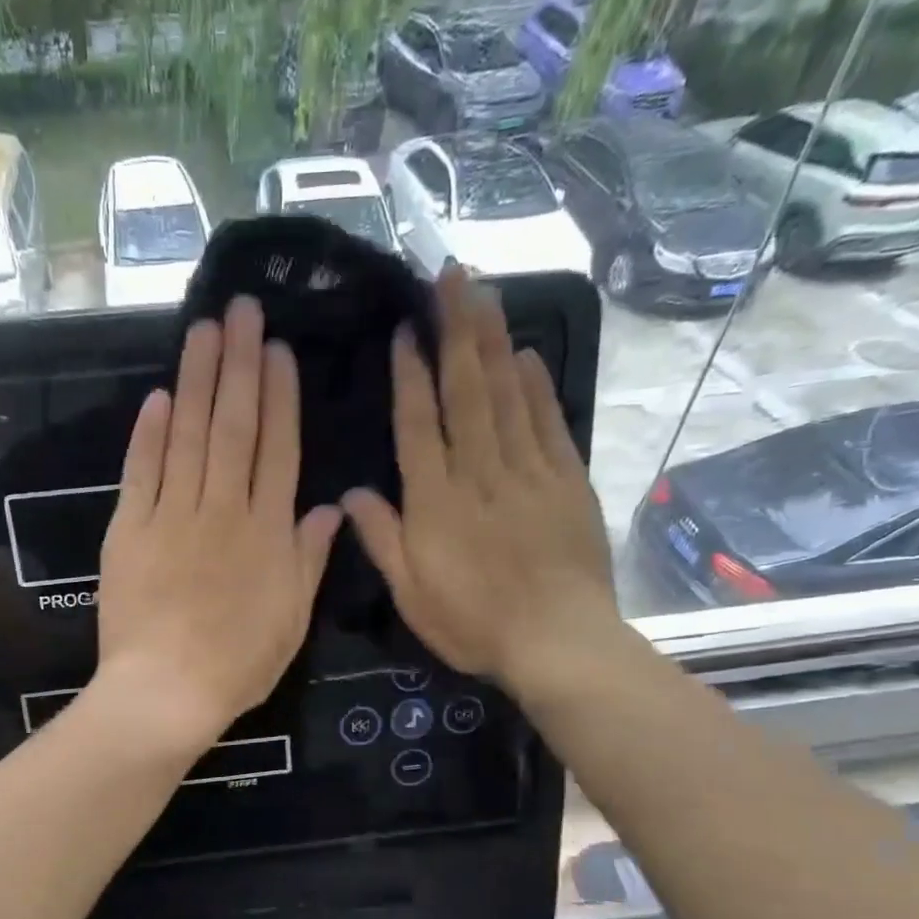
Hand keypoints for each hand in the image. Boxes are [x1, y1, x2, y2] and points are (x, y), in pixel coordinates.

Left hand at [95, 296, 343, 753]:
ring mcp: (172, 516)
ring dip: (196, 380)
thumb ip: (309, 559)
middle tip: (240, 309)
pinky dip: (149, 434)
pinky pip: (141, 472)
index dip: (279, 396)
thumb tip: (330, 507)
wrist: (167, 691)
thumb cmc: (238, 664)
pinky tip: (158, 397)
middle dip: (238, 364)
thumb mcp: (292, 619)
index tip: (277, 350)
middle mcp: (223, 509)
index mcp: (267, 532)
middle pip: (233, 427)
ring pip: (188, 436)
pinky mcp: (129, 530)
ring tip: (202, 330)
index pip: (276, 449)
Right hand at [342, 266, 621, 701]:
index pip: (419, 424)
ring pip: (508, 396)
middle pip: (467, 391)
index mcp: (437, 501)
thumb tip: (351, 494)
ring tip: (484, 294)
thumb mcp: (411, 594)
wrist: (558, 641)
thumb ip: (382, 539)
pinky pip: (549, 423)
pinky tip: (527, 355)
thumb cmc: (474, 624)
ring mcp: (529, 472)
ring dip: (494, 341)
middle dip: (457, 330)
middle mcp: (480, 472)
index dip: (411, 375)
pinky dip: (538, 387)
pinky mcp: (567, 482)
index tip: (407, 330)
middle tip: (451, 276)